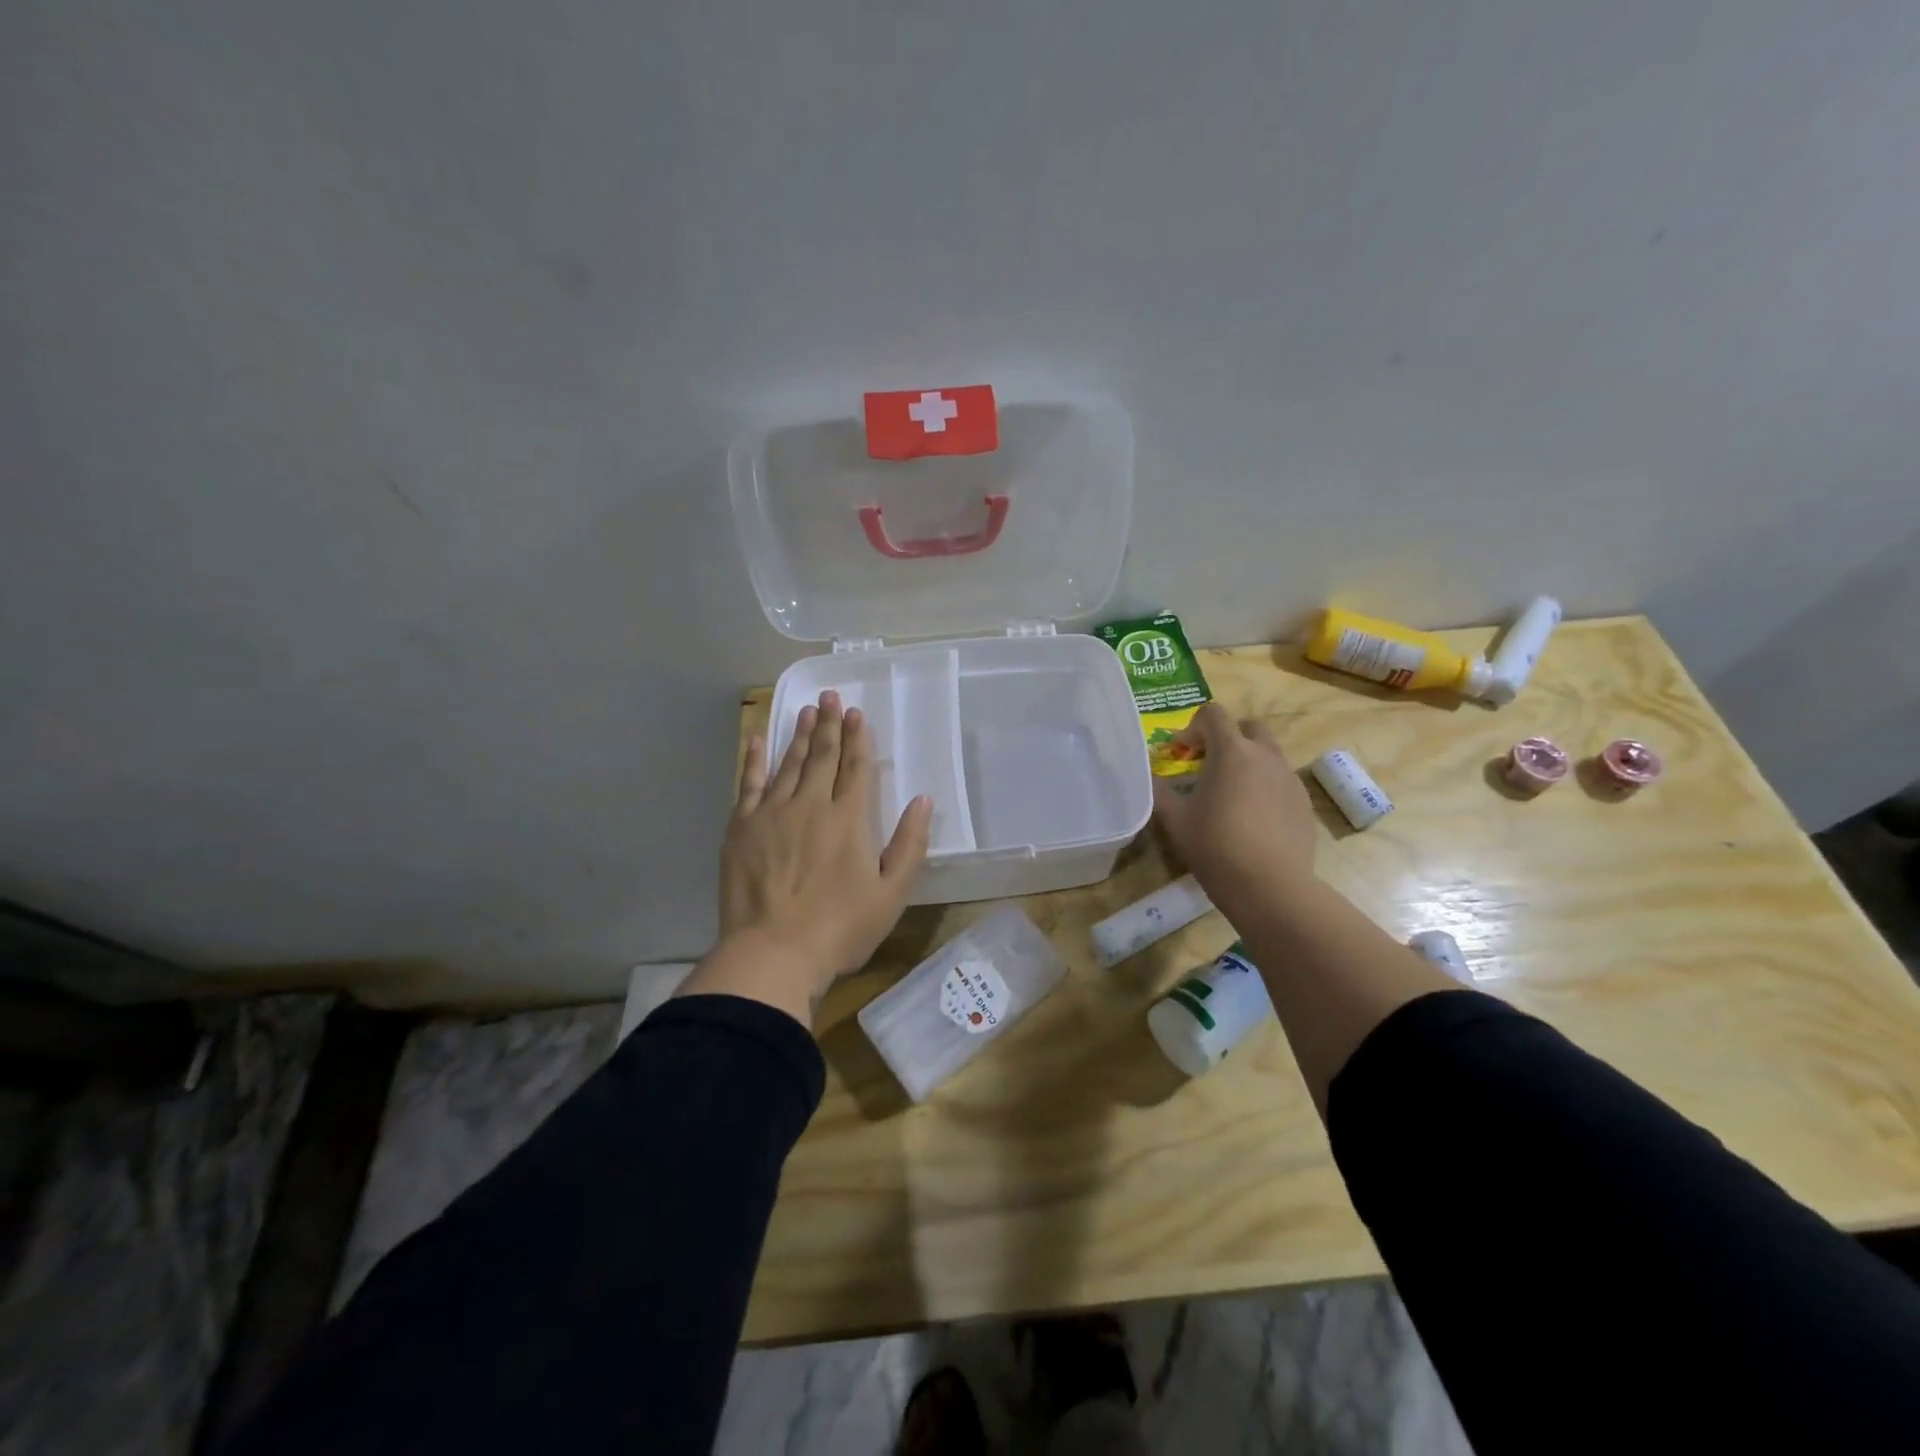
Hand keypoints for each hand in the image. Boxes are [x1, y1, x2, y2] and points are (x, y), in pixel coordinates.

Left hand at [717, 690, 932, 1001]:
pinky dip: (755, 760)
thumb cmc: (840, 929)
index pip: (856, 767)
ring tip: (806, 709)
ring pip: (789, 763)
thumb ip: (909, 844)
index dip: (858, 738)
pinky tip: (758, 740)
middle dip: (829, 724)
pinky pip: (749, 784)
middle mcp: (811, 805)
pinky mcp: (742, 828)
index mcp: (848, 820)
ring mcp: (772, 814)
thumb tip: (922, 800)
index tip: (857, 713)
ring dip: (799, 735)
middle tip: (831, 696)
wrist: (773, 954)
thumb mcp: (891, 894)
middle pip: (822, 756)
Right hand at [1152, 703, 1317, 914]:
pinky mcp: (1303, 803)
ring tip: (1229, 796)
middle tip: (1207, 766)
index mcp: (1232, 752)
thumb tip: (1147, 774)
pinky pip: (1280, 781)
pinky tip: (1251, 819)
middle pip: (1248, 727)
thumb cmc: (1216, 847)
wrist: (1271, 887)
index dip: (1192, 727)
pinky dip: (1263, 786)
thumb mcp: (1175, 819)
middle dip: (1226, 738)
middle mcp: (1266, 756)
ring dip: (1246, 762)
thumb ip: (1157, 790)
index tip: (1181, 753)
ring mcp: (1290, 779)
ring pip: (1267, 754)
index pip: (1213, 714)